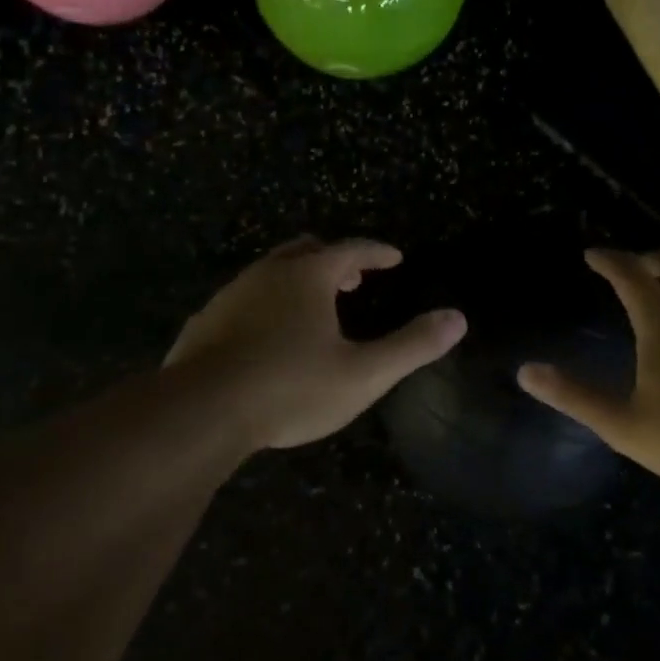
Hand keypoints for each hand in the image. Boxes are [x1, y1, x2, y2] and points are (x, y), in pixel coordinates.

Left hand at [164, 236, 466, 451]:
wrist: (202, 411)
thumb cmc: (292, 387)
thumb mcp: (363, 373)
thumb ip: (412, 345)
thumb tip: (457, 319)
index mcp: (309, 276)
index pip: (352, 249)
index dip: (377, 252)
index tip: (394, 258)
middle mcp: (269, 273)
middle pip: (307, 250)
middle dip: (335, 259)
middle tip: (354, 280)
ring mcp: (232, 294)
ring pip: (272, 271)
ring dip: (299, 280)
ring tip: (315, 308)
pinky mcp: (206, 320)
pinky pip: (245, 298)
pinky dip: (267, 303)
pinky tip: (267, 336)